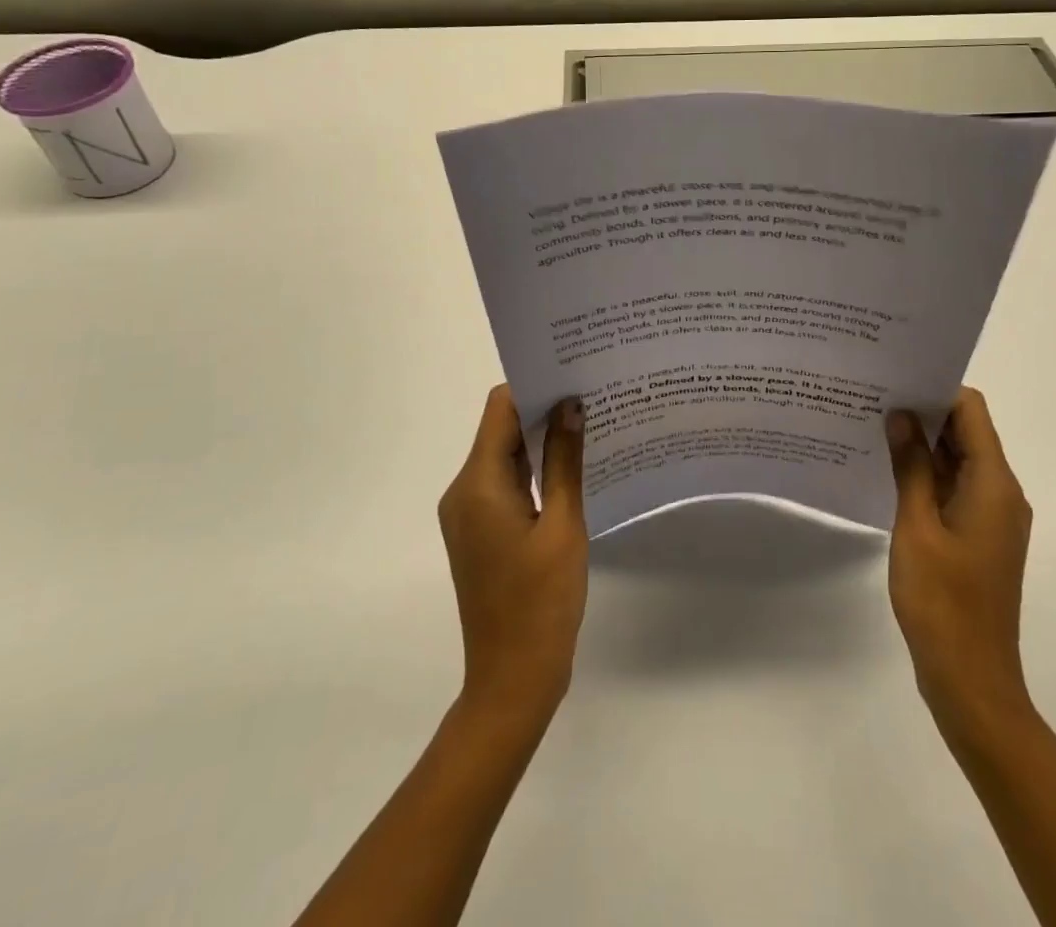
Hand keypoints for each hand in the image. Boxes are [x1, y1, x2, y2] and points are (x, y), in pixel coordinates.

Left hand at [438, 386, 588, 722]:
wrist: (512, 680)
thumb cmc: (541, 602)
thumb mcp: (563, 526)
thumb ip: (566, 461)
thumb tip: (571, 406)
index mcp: (477, 485)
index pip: (500, 409)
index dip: (534, 387)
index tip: (574, 376)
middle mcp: (464, 492)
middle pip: (501, 430)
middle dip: (543, 410)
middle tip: (591, 396)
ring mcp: (469, 514)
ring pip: (506, 457)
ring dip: (541, 441)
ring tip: (590, 426)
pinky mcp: (481, 532)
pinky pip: (506, 484)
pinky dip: (535, 471)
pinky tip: (573, 469)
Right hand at [886, 388, 1034, 733]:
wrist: (971, 680)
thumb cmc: (942, 600)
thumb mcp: (916, 526)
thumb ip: (910, 466)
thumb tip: (901, 414)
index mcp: (994, 484)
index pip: (971, 411)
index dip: (936, 390)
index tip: (895, 380)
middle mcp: (1002, 493)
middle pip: (967, 432)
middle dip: (924, 413)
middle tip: (875, 399)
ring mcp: (993, 517)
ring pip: (960, 461)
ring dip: (923, 445)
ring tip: (875, 428)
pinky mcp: (980, 537)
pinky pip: (956, 488)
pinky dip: (929, 475)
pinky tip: (890, 473)